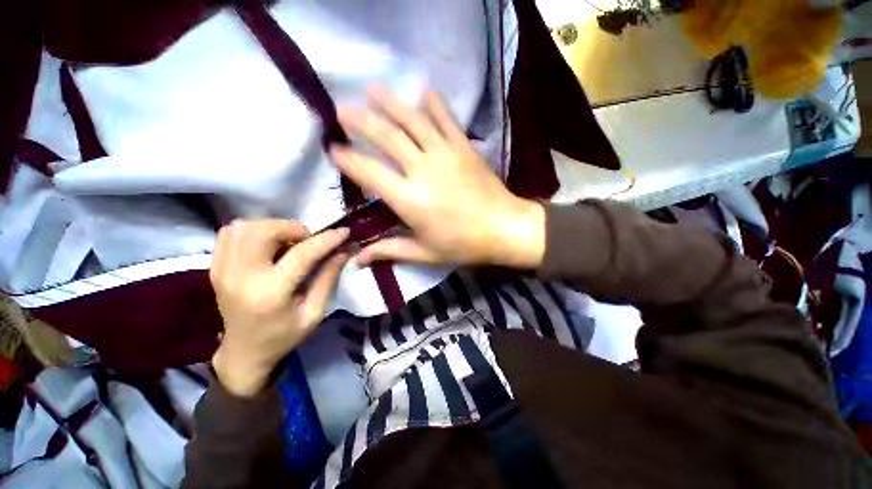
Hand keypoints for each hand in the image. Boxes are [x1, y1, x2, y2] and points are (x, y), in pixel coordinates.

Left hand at [209, 219, 348, 396]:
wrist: (243, 353)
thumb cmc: (283, 336)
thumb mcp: (314, 313)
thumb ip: (329, 278)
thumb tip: (343, 251)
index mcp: (270, 293)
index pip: (301, 254)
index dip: (326, 239)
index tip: (344, 232)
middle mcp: (241, 277)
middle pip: (265, 231)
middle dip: (293, 228)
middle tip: (307, 241)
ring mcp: (223, 270)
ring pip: (245, 227)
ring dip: (273, 227)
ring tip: (288, 242)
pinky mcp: (215, 267)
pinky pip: (230, 233)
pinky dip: (253, 230)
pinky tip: (267, 244)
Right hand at [332, 88, 545, 267]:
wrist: (504, 228)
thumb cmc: (463, 244)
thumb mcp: (424, 253)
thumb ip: (390, 251)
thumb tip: (357, 260)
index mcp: (410, 199)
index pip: (370, 173)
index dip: (348, 160)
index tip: (333, 149)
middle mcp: (423, 170)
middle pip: (387, 137)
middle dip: (361, 120)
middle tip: (341, 109)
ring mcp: (445, 154)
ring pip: (413, 121)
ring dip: (391, 103)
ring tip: (373, 89)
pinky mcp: (464, 147)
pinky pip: (447, 120)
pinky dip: (435, 105)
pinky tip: (425, 93)